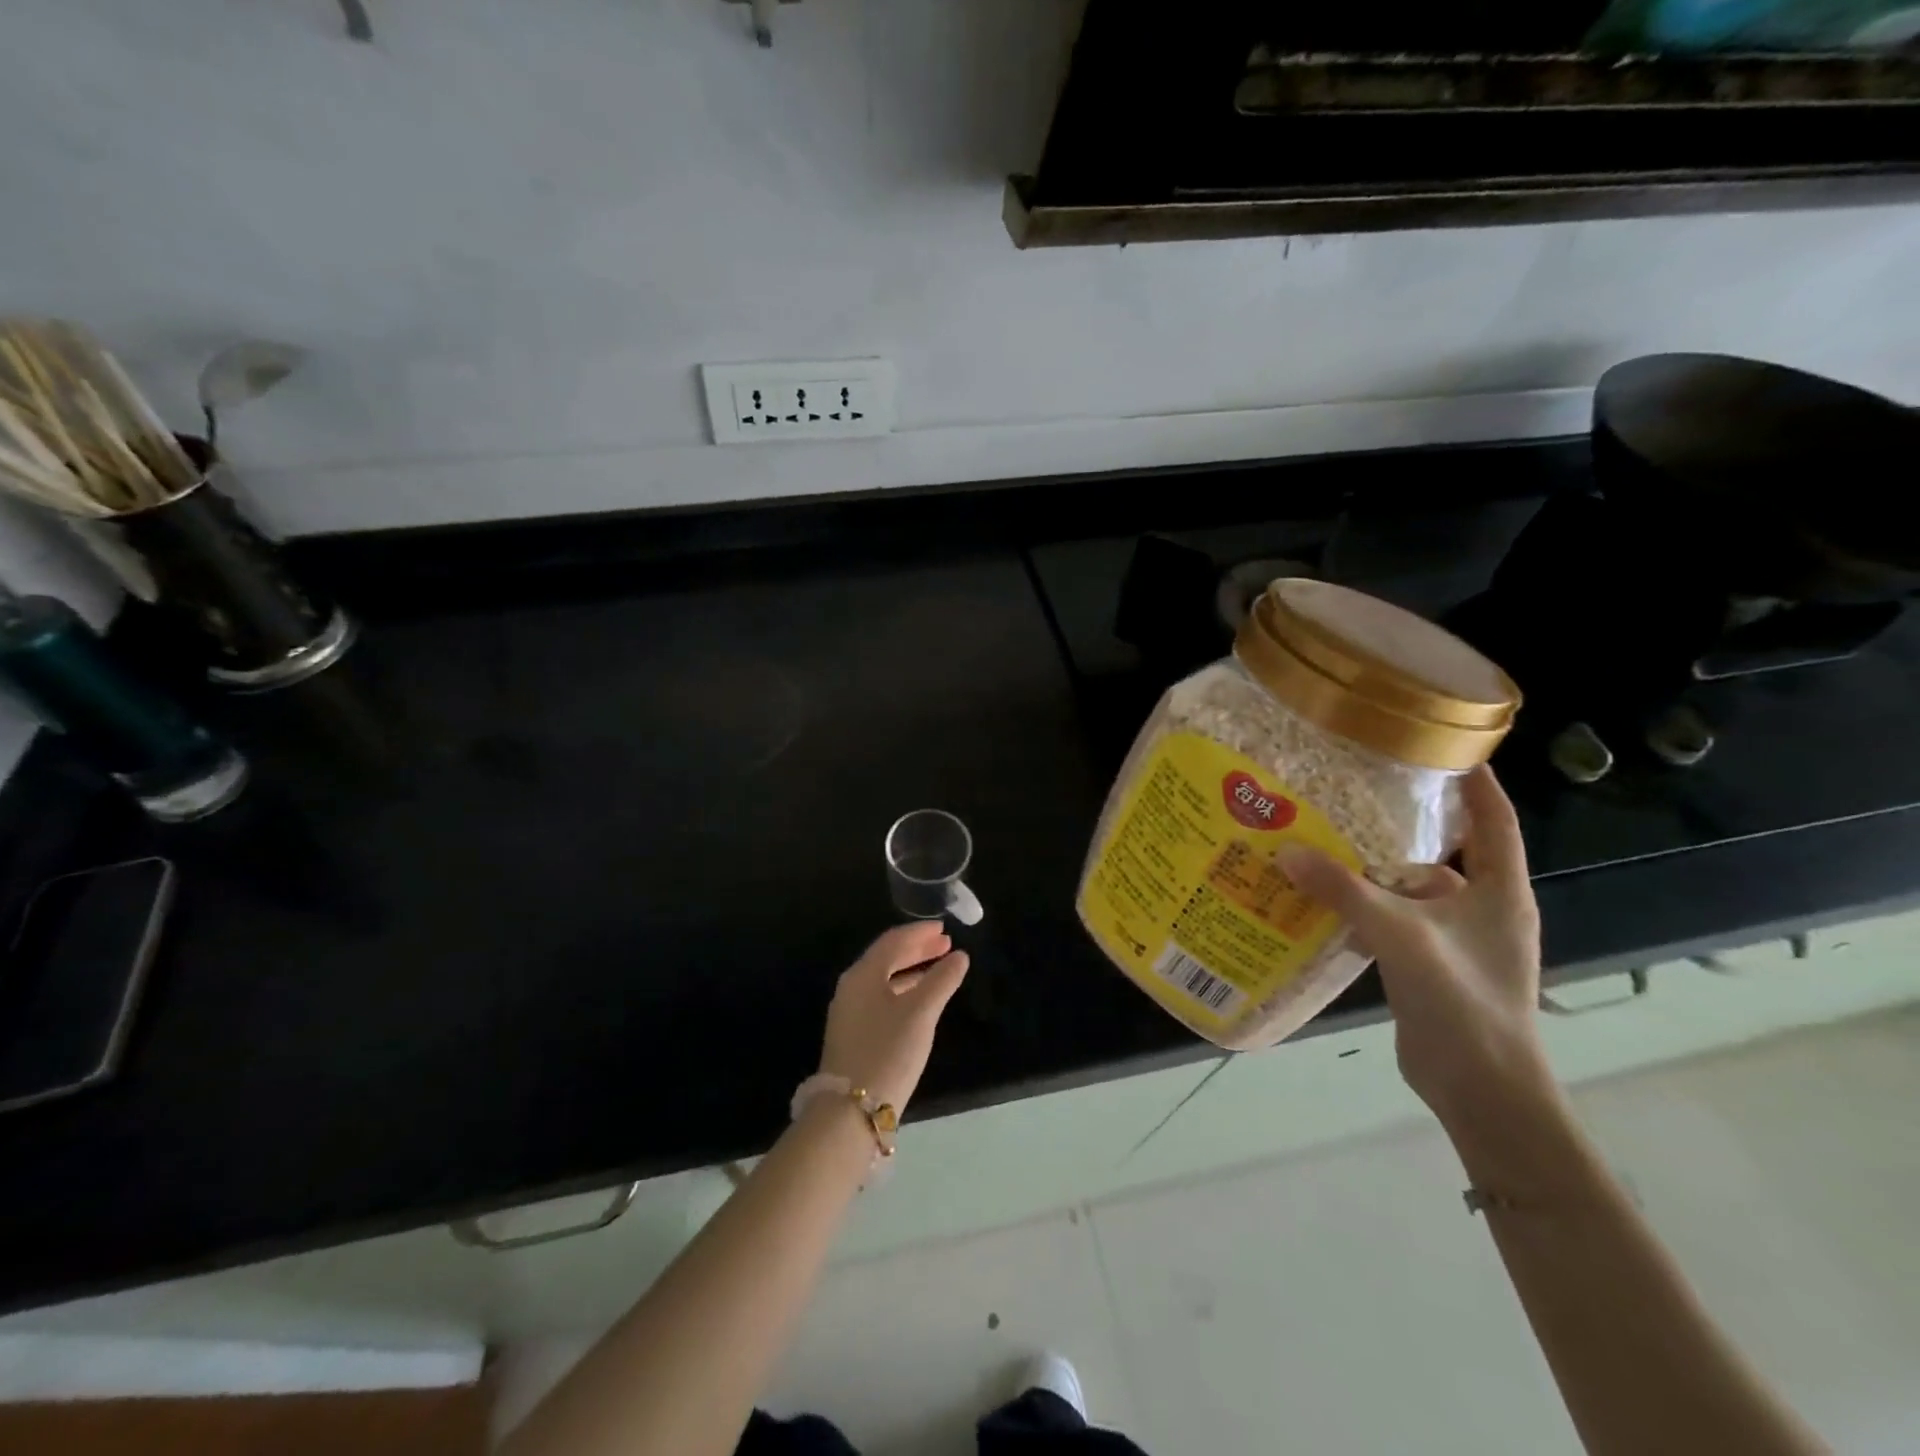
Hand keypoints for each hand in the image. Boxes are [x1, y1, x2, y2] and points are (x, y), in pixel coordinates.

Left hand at [817, 922, 969, 1113]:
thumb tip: (959, 956)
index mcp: (863, 974)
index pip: (893, 940)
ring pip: (884, 979)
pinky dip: (903, 990)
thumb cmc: (888, 1051)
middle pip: (886, 958)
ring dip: (912, 970)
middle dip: (917, 949)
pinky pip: (881, 998)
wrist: (850, 1111)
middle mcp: (852, 987)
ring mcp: (849, 1012)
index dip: (919, 932)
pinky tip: (920, 1000)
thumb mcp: (921, 1013)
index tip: (944, 928)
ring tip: (940, 968)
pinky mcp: (853, 1034)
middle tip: (946, 944)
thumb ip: (942, 980)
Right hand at [1275, 765, 1551, 1127]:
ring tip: (1324, 839)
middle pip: (1444, 850)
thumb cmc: (1462, 1000)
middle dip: (1403, 822)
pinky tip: (1321, 897)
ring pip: (1411, 888)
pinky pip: (1393, 920)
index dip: (1473, 781)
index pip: (1494, 819)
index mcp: (1498, 890)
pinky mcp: (1429, 963)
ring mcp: (1455, 939)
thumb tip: (1287, 850)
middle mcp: (1482, 907)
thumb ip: (1344, 891)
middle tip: (1354, 791)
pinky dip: (1363, 906)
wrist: (1482, 1090)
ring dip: (1374, 869)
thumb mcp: (1401, 935)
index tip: (1440, 745)